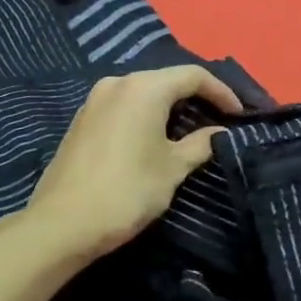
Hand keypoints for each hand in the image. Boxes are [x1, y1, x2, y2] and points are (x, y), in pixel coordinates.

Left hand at [24, 65, 243, 263]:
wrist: (61, 225)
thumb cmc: (126, 191)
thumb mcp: (172, 169)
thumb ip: (200, 144)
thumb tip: (218, 132)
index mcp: (144, 88)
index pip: (193, 76)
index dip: (221, 92)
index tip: (239, 114)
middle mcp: (118, 82)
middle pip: (167, 80)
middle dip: (196, 97)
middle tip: (219, 119)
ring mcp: (95, 100)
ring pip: (144, 93)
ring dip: (170, 107)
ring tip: (191, 129)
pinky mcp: (82, 119)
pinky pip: (124, 106)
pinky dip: (146, 115)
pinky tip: (155, 137)